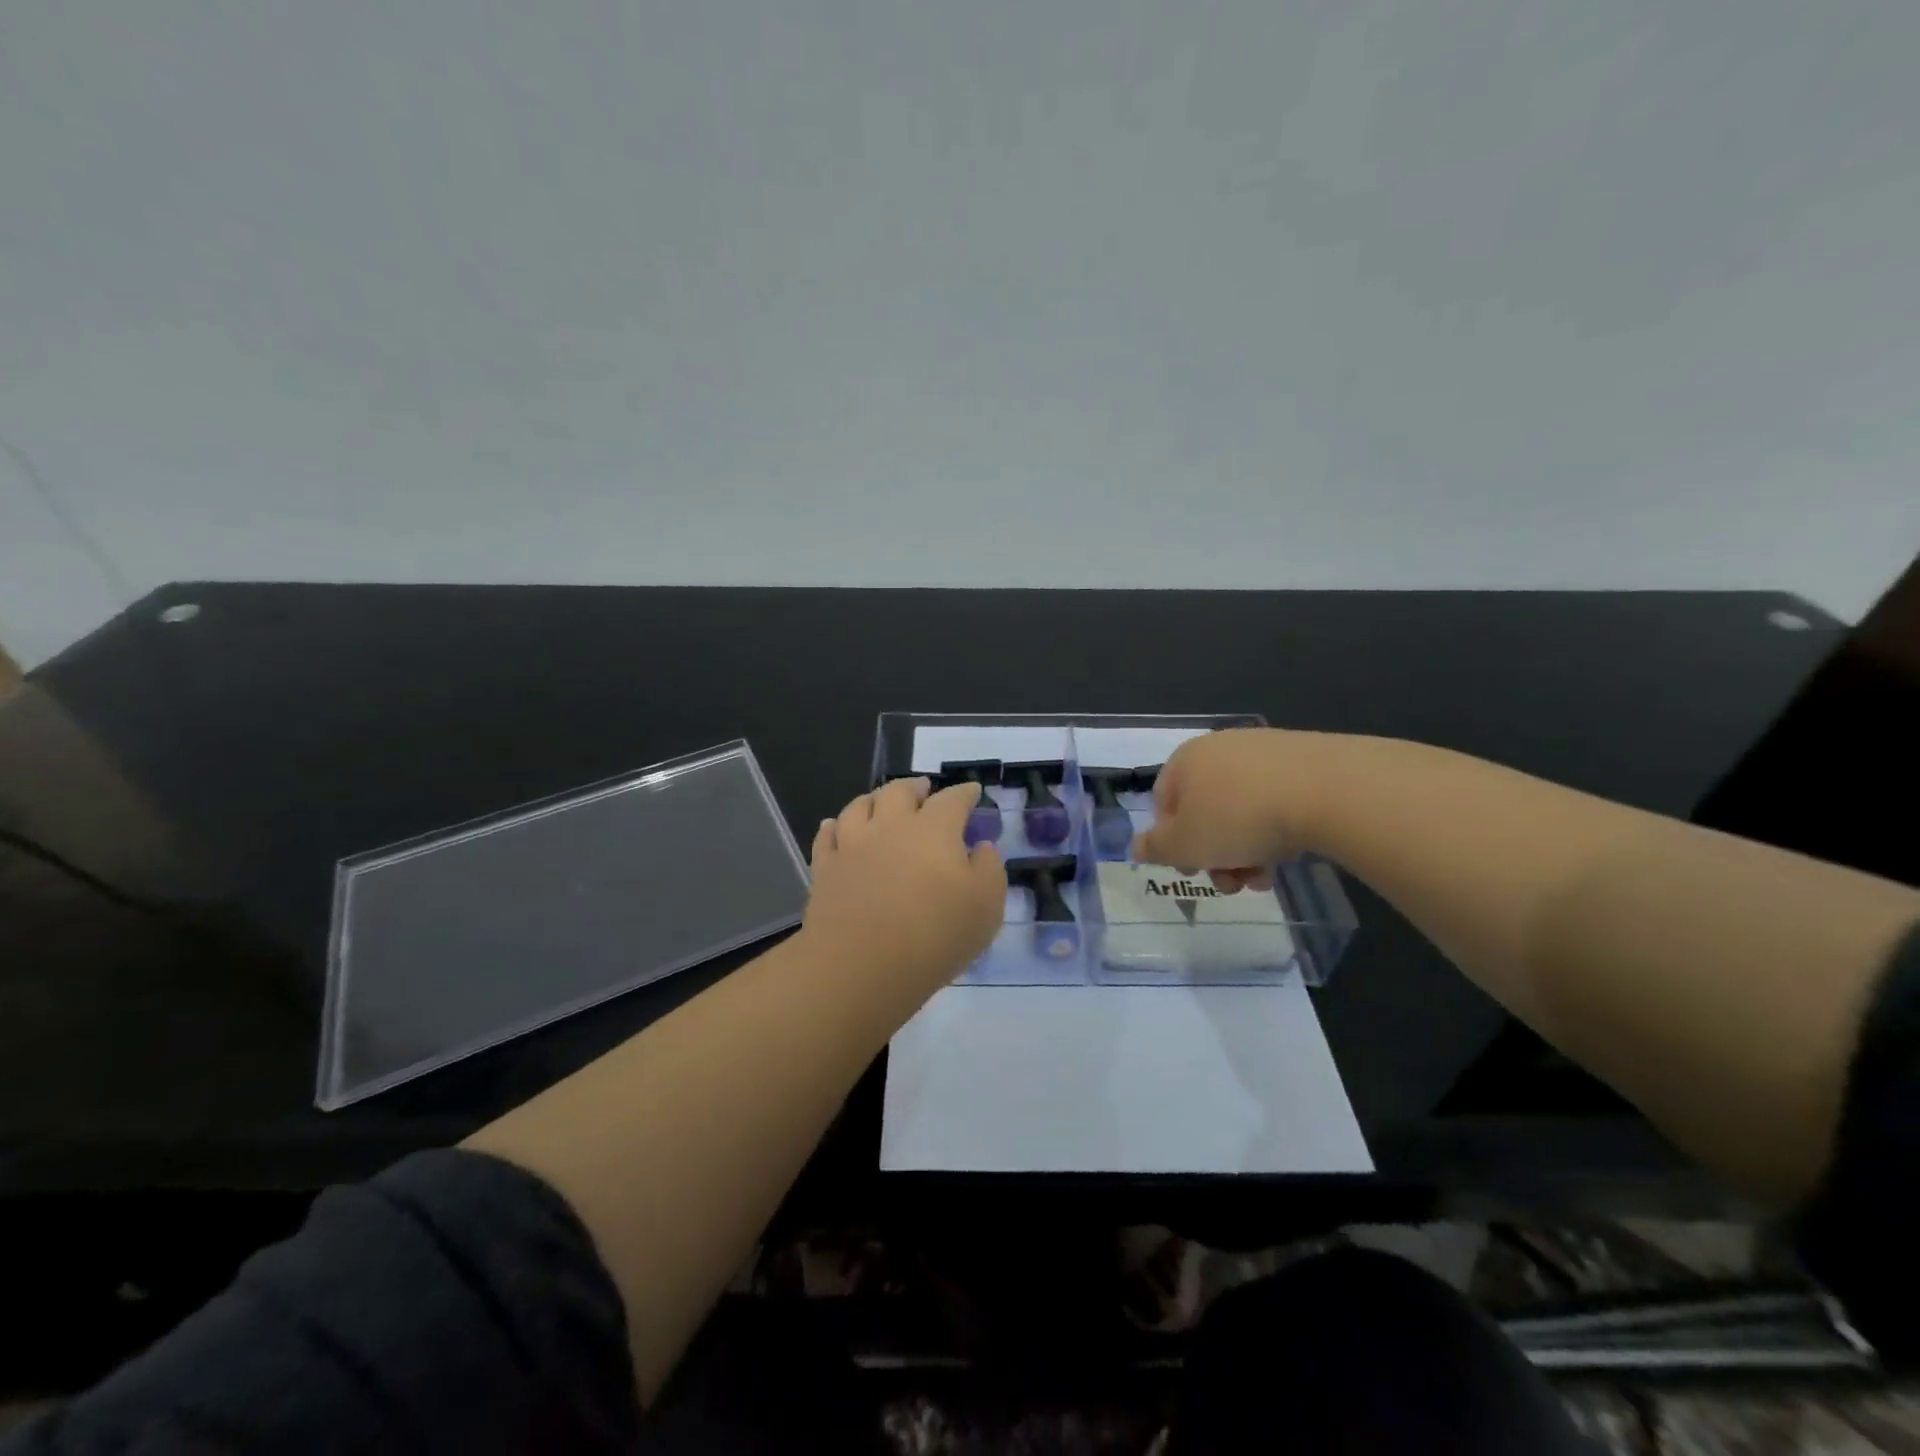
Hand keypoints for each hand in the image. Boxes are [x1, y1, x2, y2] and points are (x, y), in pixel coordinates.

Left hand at [802, 777, 1006, 994]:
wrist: (862, 965)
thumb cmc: (935, 935)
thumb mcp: (986, 907)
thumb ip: (989, 870)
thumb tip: (981, 847)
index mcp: (933, 829)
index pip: (952, 800)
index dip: (964, 793)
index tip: (972, 791)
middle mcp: (891, 826)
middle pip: (900, 791)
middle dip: (915, 786)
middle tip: (924, 789)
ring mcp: (853, 845)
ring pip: (859, 806)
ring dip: (873, 799)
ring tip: (880, 801)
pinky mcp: (826, 868)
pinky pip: (827, 836)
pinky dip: (833, 826)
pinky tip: (835, 826)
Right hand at [1131, 728, 1319, 892]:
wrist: (1325, 790)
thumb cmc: (1237, 818)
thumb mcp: (1184, 845)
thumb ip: (1155, 848)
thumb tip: (1137, 846)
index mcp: (1185, 760)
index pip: (1164, 803)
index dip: (1172, 842)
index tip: (1191, 870)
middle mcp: (1220, 747)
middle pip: (1205, 811)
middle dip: (1214, 854)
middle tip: (1231, 884)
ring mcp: (1264, 751)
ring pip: (1242, 810)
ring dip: (1245, 850)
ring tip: (1264, 878)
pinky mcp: (1304, 759)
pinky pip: (1276, 800)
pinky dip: (1276, 830)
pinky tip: (1290, 854)